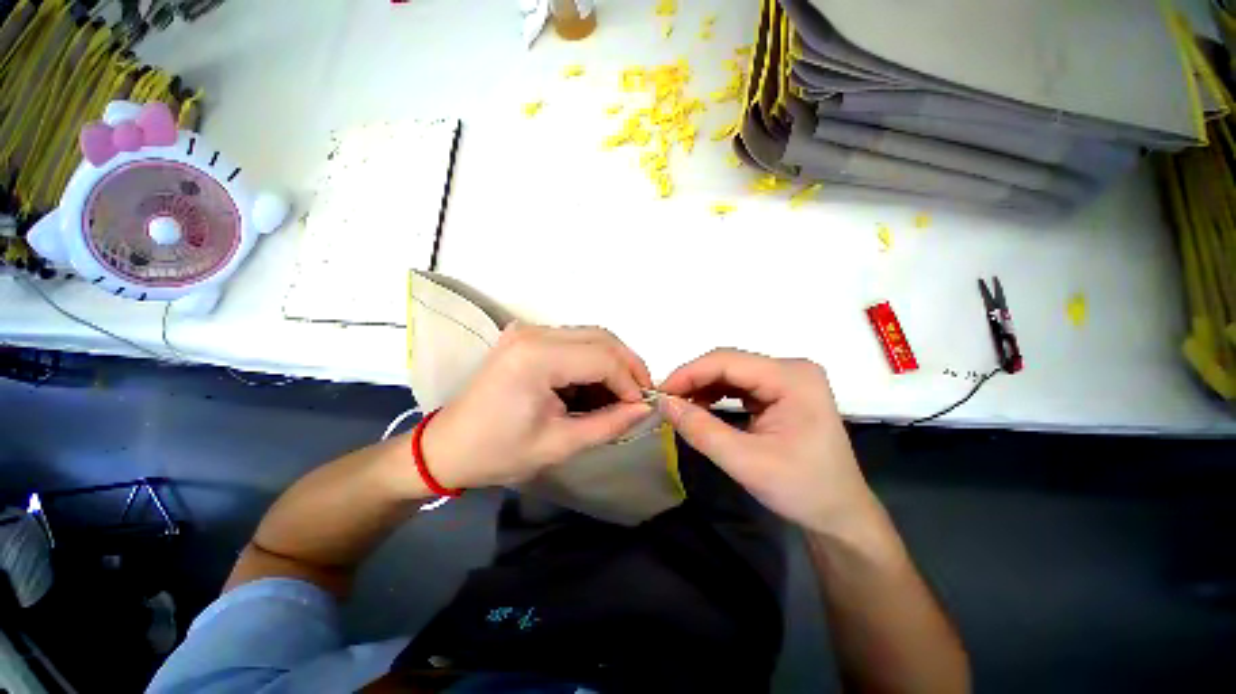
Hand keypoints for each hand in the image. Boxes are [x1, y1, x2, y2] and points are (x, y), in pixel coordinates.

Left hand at [420, 324, 653, 489]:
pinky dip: (592, 362)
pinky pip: (574, 342)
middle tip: (639, 396)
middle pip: (601, 338)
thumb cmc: (498, 452)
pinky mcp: (527, 338)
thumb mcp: (559, 444)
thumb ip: (608, 424)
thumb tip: (644, 409)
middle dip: (627, 366)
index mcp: (537, 358)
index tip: (642, 407)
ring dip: (612, 363)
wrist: (447, 448)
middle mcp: (533, 333)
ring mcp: (528, 331)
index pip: (603, 358)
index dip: (630, 381)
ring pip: (591, 337)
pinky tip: (595, 387)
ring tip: (620, 395)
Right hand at [659, 349, 876, 534]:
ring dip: (703, 386)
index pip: (728, 361)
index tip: (660, 393)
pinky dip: (716, 394)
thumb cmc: (802, 490)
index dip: (689, 373)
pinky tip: (701, 407)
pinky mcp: (782, 391)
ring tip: (680, 406)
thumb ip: (701, 429)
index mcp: (792, 378)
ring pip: (732, 372)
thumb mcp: (745, 462)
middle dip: (694, 380)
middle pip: (729, 363)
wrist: (839, 515)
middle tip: (666, 402)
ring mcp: (788, 379)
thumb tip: (663, 403)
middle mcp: (792, 369)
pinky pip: (740, 385)